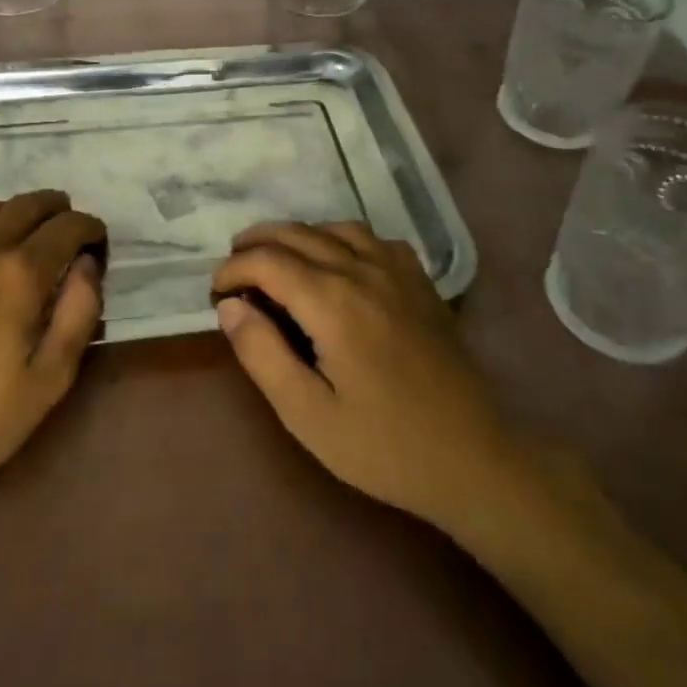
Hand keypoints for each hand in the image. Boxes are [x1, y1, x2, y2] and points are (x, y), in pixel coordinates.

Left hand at [0, 191, 105, 540]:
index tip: (97, 241)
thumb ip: (78, 315)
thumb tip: (88, 265)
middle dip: (56, 208)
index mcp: (19, 276)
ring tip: (19, 231)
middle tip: (66, 224)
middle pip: (26, 206)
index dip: (89, 227)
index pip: (67, 227)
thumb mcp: (48, 383)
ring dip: (11, 212)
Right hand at [212, 222, 529, 532]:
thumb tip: (232, 305)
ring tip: (276, 258)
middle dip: (257, 243)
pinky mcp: (420, 281)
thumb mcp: (307, 414)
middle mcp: (363, 270)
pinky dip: (342, 238)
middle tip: (233, 267)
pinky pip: (373, 239)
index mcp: (333, 301)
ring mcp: (397, 271)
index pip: (268, 261)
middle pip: (298, 234)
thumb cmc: (382, 446)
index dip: (234, 269)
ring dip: (297, 235)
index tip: (215, 292)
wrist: (471, 458)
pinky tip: (338, 262)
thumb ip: (263, 354)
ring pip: (335, 228)